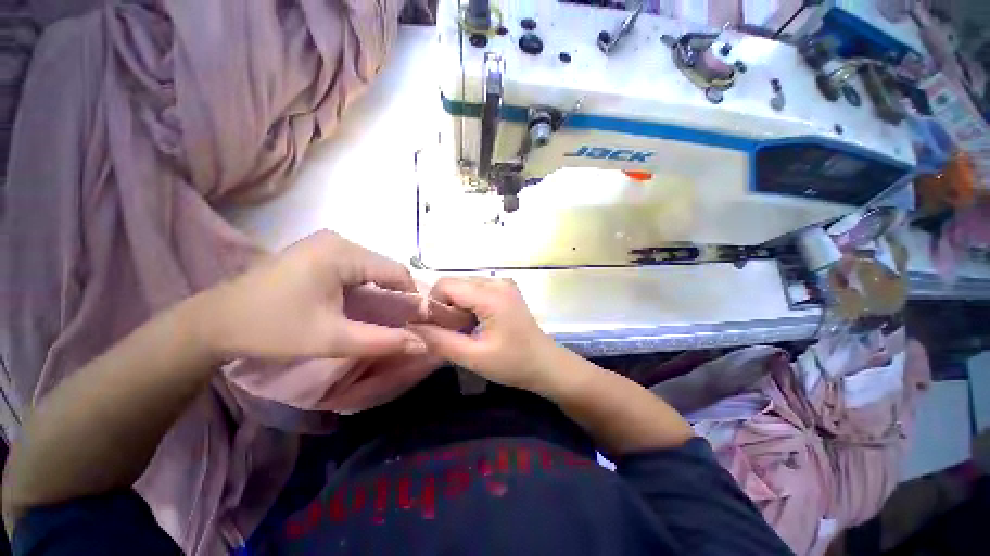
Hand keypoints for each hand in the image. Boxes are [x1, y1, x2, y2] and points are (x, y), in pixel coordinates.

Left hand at [195, 231, 426, 360]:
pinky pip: (356, 268)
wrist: (213, 323)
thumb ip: (382, 341)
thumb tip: (422, 344)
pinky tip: (362, 305)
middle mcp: (338, 241)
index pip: (396, 271)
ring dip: (382, 291)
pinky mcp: (318, 253)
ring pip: (372, 268)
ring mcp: (326, 244)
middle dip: (397, 295)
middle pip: (384, 268)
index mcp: (342, 253)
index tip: (419, 321)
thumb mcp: (333, 339)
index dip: (412, 296)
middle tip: (402, 323)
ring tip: (385, 317)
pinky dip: (365, 287)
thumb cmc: (272, 329)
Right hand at [409, 277, 559, 390]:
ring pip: (464, 286)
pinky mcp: (506, 289)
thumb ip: (440, 341)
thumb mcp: (474, 357)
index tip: (434, 327)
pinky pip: (476, 289)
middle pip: (455, 283)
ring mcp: (503, 283)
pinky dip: (468, 304)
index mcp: (491, 295)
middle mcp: (497, 281)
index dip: (433, 304)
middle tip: (450, 332)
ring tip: (463, 329)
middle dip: (445, 305)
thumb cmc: (514, 363)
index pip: (446, 285)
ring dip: (456, 305)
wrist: (546, 364)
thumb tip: (412, 326)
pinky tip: (475, 323)